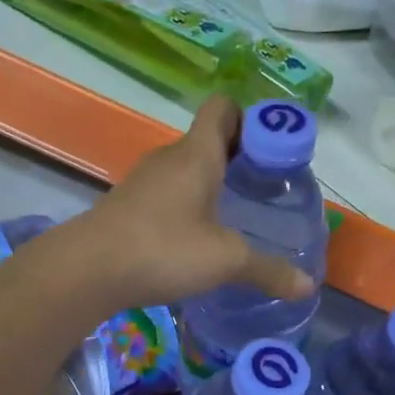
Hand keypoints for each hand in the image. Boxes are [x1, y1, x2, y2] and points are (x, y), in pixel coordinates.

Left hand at [53, 96, 318, 312]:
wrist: (88, 270)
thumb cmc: (163, 249)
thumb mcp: (225, 260)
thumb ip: (267, 271)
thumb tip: (307, 286)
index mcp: (196, 154)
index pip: (223, 108)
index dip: (250, 119)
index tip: (272, 149)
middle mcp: (169, 158)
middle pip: (207, 141)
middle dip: (238, 158)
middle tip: (264, 189)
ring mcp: (144, 182)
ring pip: (185, 170)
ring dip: (210, 184)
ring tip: (235, 216)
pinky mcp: (128, 207)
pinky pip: (167, 195)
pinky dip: (186, 206)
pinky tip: (197, 239)